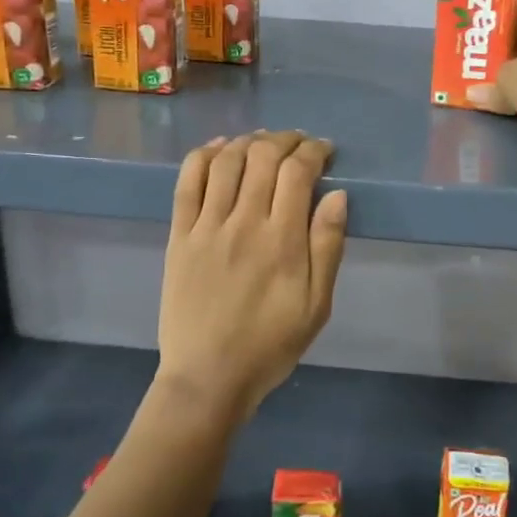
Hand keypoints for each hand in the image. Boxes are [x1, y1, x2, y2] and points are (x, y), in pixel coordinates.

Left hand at [157, 131, 347, 420]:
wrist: (208, 377)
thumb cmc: (271, 344)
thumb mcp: (318, 305)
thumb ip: (328, 246)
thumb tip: (338, 195)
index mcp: (283, 241)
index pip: (298, 172)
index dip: (314, 151)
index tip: (324, 150)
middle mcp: (244, 222)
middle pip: (263, 156)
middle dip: (285, 139)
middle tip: (298, 143)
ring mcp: (206, 226)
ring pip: (226, 161)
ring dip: (248, 141)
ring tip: (263, 142)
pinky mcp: (179, 235)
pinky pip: (187, 182)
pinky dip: (204, 156)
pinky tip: (219, 148)